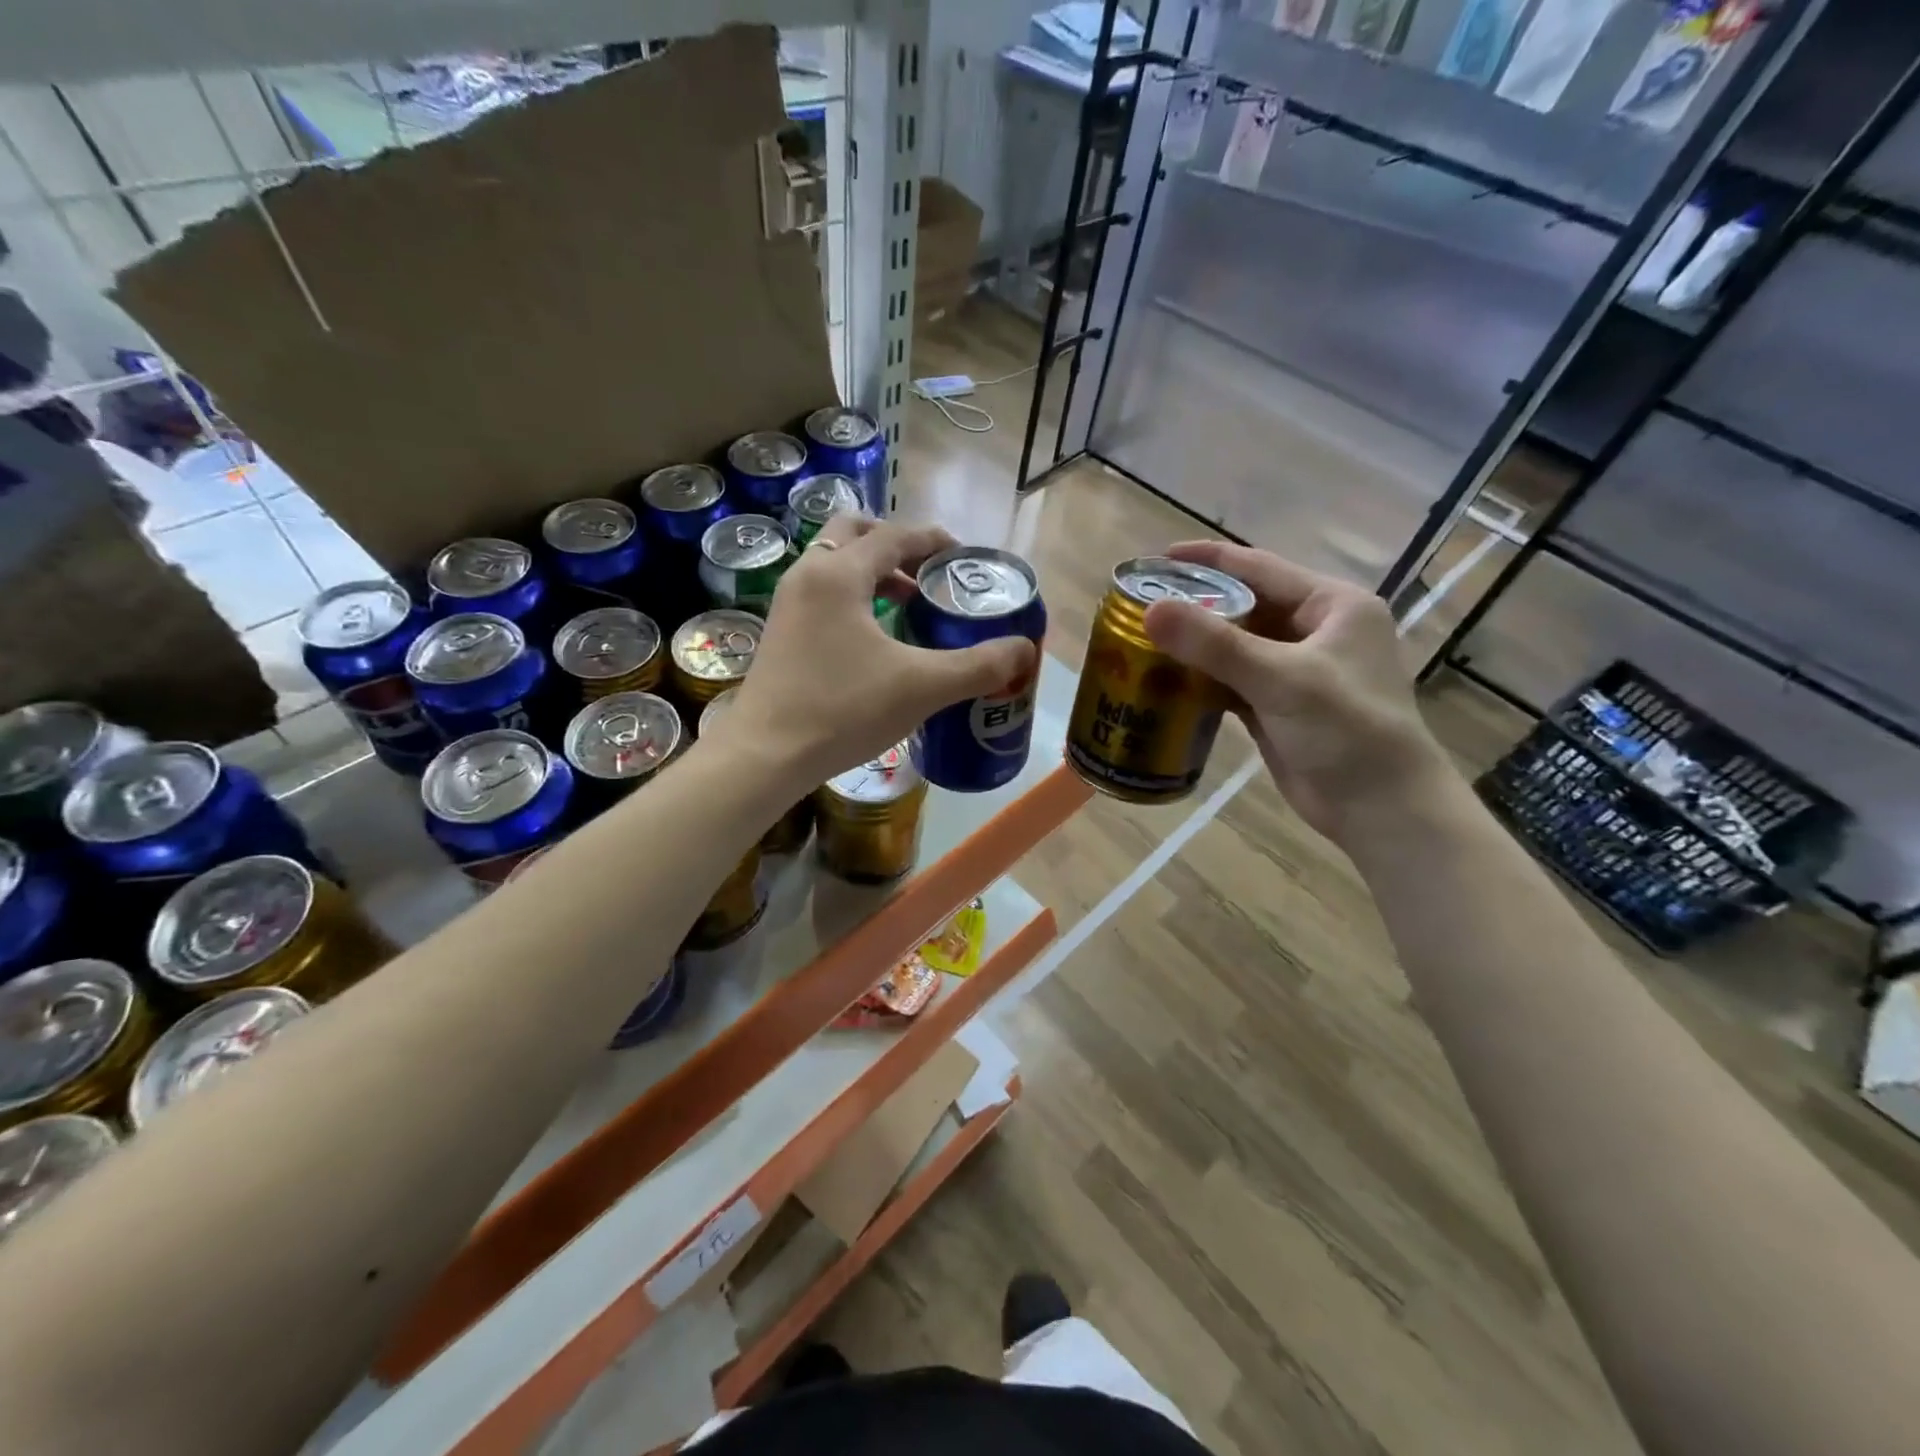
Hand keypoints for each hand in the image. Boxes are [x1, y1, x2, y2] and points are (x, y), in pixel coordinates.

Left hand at [723, 516, 1035, 787]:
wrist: (765, 755)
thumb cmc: (843, 710)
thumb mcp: (922, 687)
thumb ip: (978, 666)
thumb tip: (1024, 650)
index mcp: (839, 573)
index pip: (894, 536)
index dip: (934, 541)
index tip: (962, 556)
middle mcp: (808, 575)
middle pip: (854, 533)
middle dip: (895, 546)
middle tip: (927, 574)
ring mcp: (787, 603)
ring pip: (834, 564)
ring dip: (873, 572)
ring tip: (908, 604)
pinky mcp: (779, 632)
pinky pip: (822, 594)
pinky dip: (852, 597)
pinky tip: (874, 639)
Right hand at [1141, 541, 1454, 843]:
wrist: (1381, 809)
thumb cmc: (1347, 731)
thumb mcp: (1281, 679)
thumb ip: (1215, 644)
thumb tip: (1151, 610)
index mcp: (1332, 605)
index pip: (1260, 568)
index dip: (1208, 561)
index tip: (1158, 558)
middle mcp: (1316, 630)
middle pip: (1245, 606)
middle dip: (1196, 606)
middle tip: (1143, 604)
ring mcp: (1297, 671)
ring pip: (1236, 646)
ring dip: (1196, 646)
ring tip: (1144, 639)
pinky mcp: (1280, 706)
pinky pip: (1234, 681)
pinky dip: (1204, 680)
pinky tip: (1167, 681)